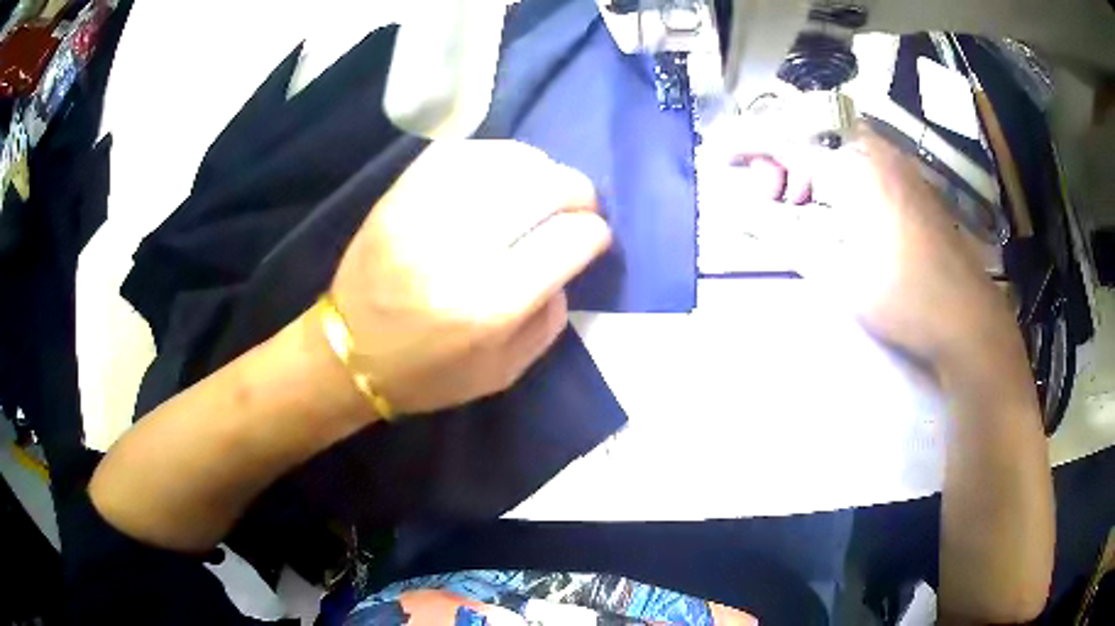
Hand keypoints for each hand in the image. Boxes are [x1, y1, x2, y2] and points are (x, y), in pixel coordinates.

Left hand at [331, 140, 611, 414]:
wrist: (347, 354)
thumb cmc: (428, 374)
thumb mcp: (505, 372)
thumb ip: (550, 318)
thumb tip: (566, 260)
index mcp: (492, 304)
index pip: (570, 240)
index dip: (595, 233)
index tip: (594, 238)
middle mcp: (461, 249)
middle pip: (545, 188)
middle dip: (578, 191)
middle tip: (579, 205)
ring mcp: (425, 213)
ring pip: (506, 160)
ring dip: (541, 169)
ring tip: (542, 186)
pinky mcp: (399, 195)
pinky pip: (459, 151)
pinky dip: (493, 154)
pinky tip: (502, 172)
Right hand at [751, 128, 1010, 362]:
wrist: (967, 319)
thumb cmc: (902, 298)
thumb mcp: (835, 271)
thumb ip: (783, 234)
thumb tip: (740, 210)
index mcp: (853, 165)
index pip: (785, 140)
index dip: (746, 144)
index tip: (717, 154)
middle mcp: (876, 150)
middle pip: (811, 136)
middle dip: (780, 161)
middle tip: (771, 201)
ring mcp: (898, 164)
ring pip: (837, 148)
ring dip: (808, 171)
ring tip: (801, 209)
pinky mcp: (912, 183)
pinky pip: (862, 162)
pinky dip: (836, 178)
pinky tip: (839, 212)